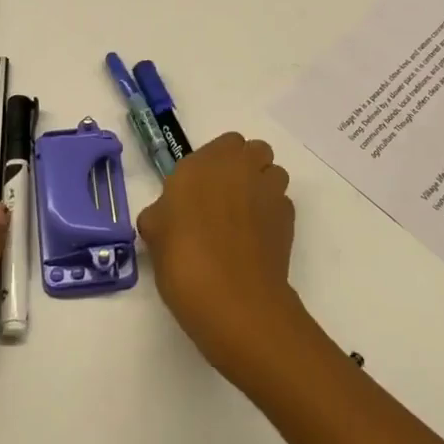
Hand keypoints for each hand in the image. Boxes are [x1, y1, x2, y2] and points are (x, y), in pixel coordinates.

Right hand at [137, 132, 305, 388]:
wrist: (233, 300)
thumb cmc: (183, 259)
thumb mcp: (154, 233)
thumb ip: (161, 214)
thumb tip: (167, 216)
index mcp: (204, 163)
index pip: (224, 143)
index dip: (216, 162)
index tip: (201, 187)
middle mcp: (240, 168)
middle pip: (254, 151)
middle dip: (244, 167)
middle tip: (224, 198)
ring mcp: (269, 192)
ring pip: (273, 174)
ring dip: (262, 186)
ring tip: (244, 218)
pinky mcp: (289, 219)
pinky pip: (282, 204)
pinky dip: (272, 214)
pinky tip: (256, 240)